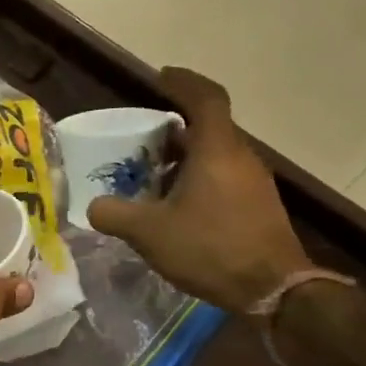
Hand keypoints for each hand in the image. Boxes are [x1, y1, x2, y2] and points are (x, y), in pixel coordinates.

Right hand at [86, 69, 309, 311]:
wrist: (272, 287)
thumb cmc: (210, 248)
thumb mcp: (149, 233)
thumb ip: (114, 214)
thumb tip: (94, 207)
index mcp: (216, 149)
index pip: (204, 98)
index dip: (183, 82)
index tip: (160, 77)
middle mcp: (240, 156)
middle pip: (207, 128)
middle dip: (172, 130)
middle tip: (140, 142)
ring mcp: (253, 181)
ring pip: (214, 155)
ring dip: (183, 159)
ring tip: (151, 177)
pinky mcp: (257, 204)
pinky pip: (222, 177)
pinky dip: (196, 179)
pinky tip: (176, 207)